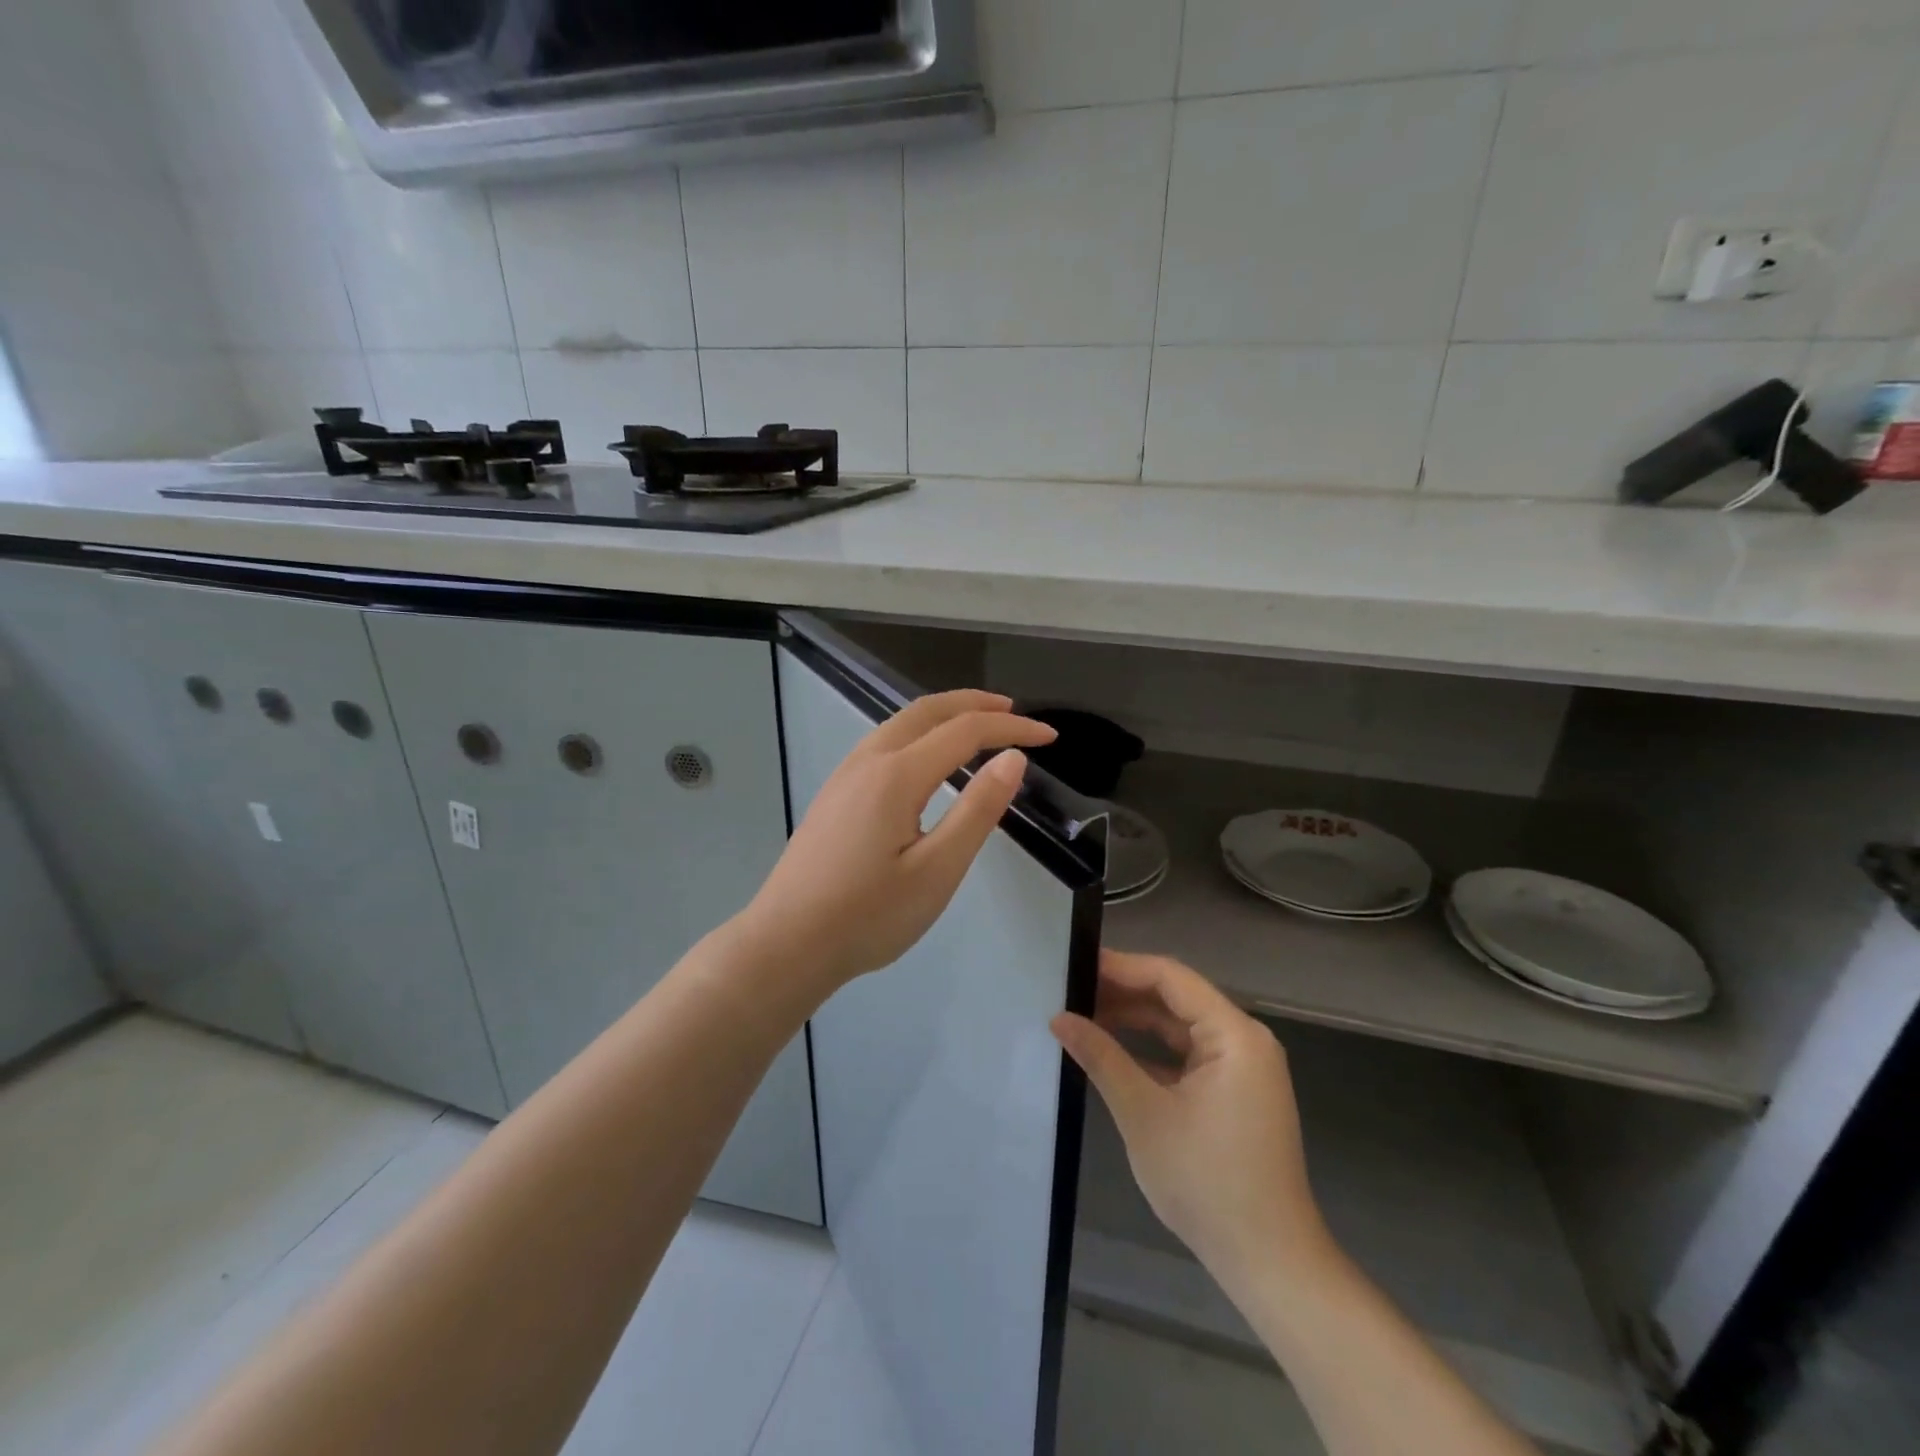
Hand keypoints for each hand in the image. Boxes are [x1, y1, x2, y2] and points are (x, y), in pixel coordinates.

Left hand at [742, 690, 1056, 989]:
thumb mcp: (937, 870)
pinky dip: (918, 733)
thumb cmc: (869, 915)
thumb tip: (1012, 759)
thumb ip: (977, 810)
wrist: (786, 944)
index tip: (1049, 737)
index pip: (965, 731)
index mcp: (897, 775)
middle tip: (1014, 713)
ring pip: (900, 723)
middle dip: (974, 704)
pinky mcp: (834, 795)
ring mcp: (845, 776)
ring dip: (943, 714)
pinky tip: (927, 759)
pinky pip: (883, 743)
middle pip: (926, 711)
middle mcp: (868, 761)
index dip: (1010, 730)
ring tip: (978, 726)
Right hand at [1053, 950, 1330, 1286]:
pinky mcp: (1234, 1092)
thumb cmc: (1207, 1182)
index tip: (1075, 964)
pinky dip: (1150, 1050)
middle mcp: (1244, 1040)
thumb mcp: (1144, 1114)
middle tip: (1069, 989)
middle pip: (1176, 998)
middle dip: (1123, 992)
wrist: (1269, 1263)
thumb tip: (1059, 1018)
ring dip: (1134, 1021)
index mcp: (1235, 1034)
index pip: (1170, 978)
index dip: (1121, 967)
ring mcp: (1241, 1067)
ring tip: (1082, 1014)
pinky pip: (1186, 1054)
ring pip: (1179, 1026)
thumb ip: (1102, 1057)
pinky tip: (1111, 1051)